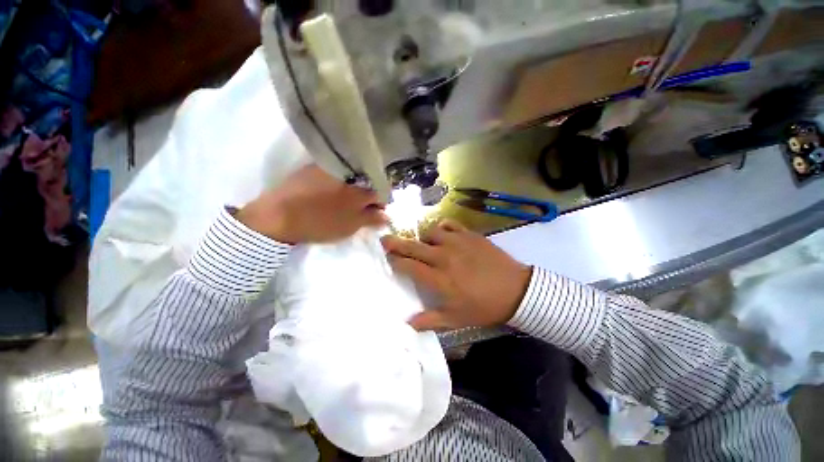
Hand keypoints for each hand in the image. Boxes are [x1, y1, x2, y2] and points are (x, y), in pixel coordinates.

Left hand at [236, 164, 386, 242]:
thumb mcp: (349, 227)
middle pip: (368, 181)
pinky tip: (333, 190)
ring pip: (353, 175)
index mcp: (360, 191)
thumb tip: (387, 216)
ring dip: (356, 185)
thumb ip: (370, 219)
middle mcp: (350, 176)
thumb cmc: (319, 224)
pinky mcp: (315, 167)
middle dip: (370, 193)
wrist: (279, 216)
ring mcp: (332, 169)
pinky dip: (341, 180)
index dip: (382, 201)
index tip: (378, 209)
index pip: (381, 192)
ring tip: (348, 199)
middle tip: (364, 205)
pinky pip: (336, 171)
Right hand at [381, 220, 531, 330]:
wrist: (516, 290)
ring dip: (424, 238)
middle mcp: (443, 257)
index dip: (395, 261)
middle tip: (385, 240)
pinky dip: (442, 228)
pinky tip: (443, 234)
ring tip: (425, 245)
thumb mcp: (456, 319)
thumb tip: (407, 324)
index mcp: (438, 278)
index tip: (388, 259)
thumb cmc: (484, 307)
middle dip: (395, 243)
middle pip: (413, 247)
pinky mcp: (469, 235)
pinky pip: (449, 225)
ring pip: (430, 233)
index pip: (408, 266)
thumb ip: (429, 320)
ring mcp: (457, 243)